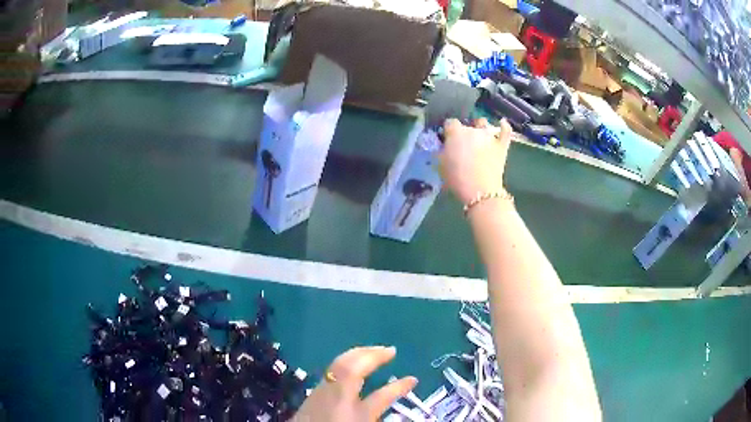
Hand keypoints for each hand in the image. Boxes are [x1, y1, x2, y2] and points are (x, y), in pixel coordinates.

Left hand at [292, 346, 417, 421]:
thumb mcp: (361, 421)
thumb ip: (375, 412)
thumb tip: (392, 406)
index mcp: (354, 412)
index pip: (383, 396)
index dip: (400, 387)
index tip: (413, 379)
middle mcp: (337, 397)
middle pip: (353, 368)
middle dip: (372, 355)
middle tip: (390, 349)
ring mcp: (322, 392)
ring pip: (339, 364)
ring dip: (358, 353)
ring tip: (372, 351)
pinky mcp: (313, 392)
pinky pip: (332, 369)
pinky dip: (346, 361)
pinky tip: (351, 364)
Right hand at [440, 118, 511, 203]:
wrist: (480, 191)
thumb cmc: (457, 179)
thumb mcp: (441, 165)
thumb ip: (443, 151)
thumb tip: (445, 147)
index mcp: (456, 133)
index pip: (450, 123)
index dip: (449, 131)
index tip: (448, 139)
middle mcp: (473, 130)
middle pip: (467, 125)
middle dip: (464, 133)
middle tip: (462, 146)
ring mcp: (489, 136)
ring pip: (484, 124)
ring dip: (480, 128)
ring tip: (479, 137)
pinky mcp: (501, 144)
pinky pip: (505, 130)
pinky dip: (504, 126)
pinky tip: (502, 123)